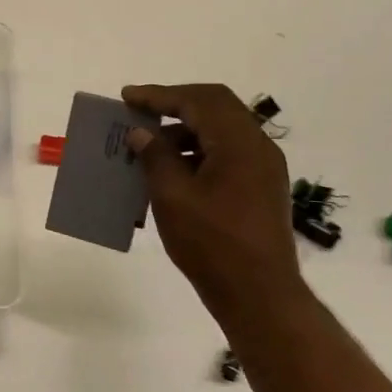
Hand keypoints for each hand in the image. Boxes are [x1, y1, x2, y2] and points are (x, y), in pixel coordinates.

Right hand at [122, 83, 301, 313]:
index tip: (127, 98)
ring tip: (150, 144)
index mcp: (239, 143)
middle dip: (175, 104)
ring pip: (222, 130)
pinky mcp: (261, 188)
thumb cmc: (212, 244)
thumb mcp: (172, 198)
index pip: (198, 100)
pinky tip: (173, 171)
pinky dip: (198, 150)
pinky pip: (227, 153)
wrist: (260, 296)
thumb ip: (156, 158)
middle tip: (140, 111)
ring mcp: (263, 168)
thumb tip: (141, 134)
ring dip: (185, 129)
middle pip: (215, 106)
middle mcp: (258, 147)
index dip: (159, 95)